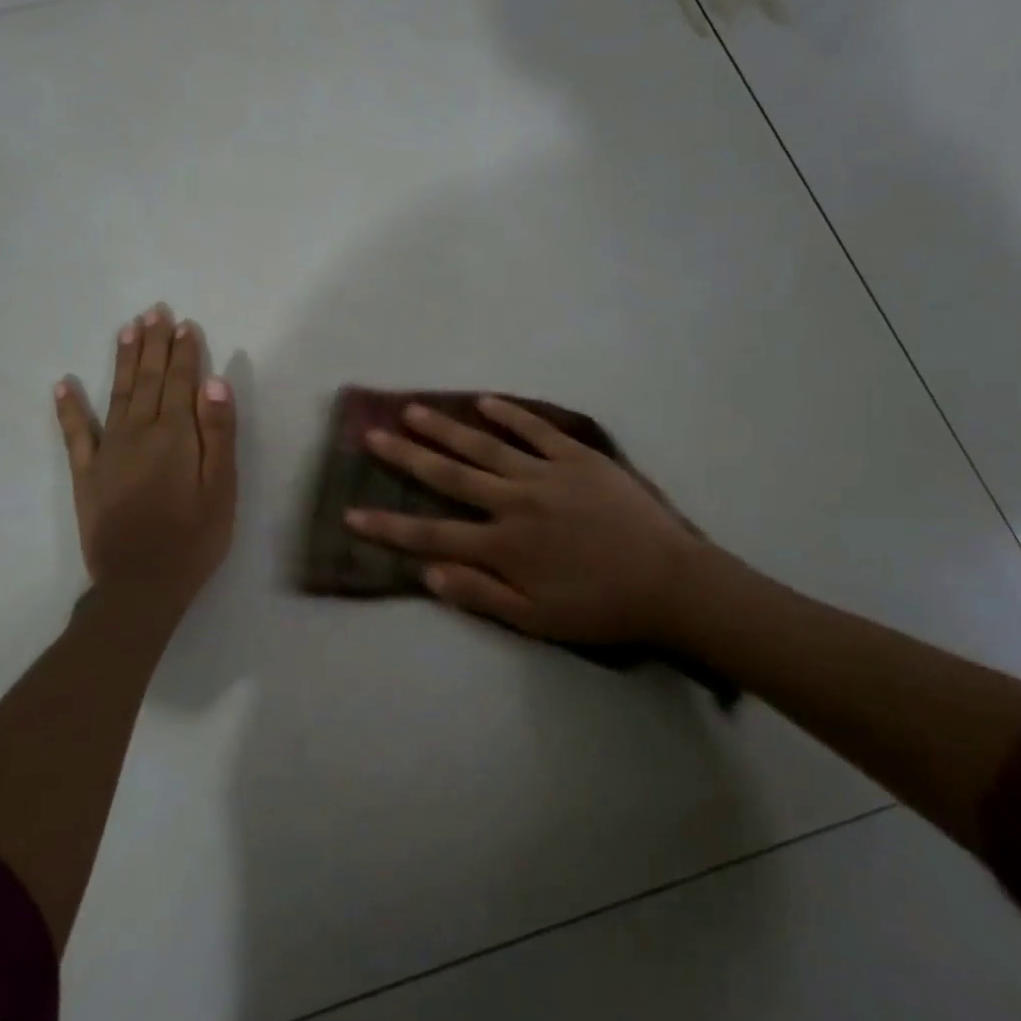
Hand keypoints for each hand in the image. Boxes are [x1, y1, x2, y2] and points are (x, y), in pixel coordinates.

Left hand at [54, 303, 236, 612]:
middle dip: (154, 344)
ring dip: (124, 360)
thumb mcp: (222, 488)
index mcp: (176, 436)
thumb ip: (218, 433)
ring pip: (117, 394)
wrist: (141, 583)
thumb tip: (214, 381)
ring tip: (127, 329)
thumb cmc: (195, 537)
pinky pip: (75, 433)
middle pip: (149, 380)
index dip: (184, 352)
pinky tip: (63, 384)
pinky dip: (68, 407)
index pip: (182, 382)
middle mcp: (139, 432)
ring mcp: (108, 451)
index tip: (184, 323)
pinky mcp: (86, 473)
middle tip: (155, 311)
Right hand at [347, 397, 708, 645]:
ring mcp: (546, 474)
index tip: (352, 512)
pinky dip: (510, 415)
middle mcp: (514, 502)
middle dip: (406, 456)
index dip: (388, 525)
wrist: (669, 583)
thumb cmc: (600, 608)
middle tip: (372, 434)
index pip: (431, 534)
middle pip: (449, 475)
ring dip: (446, 427)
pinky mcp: (578, 458)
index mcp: (502, 545)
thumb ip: (479, 594)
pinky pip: (537, 430)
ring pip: (485, 445)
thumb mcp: (535, 619)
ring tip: (413, 409)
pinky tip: (485, 400)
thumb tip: (426, 573)